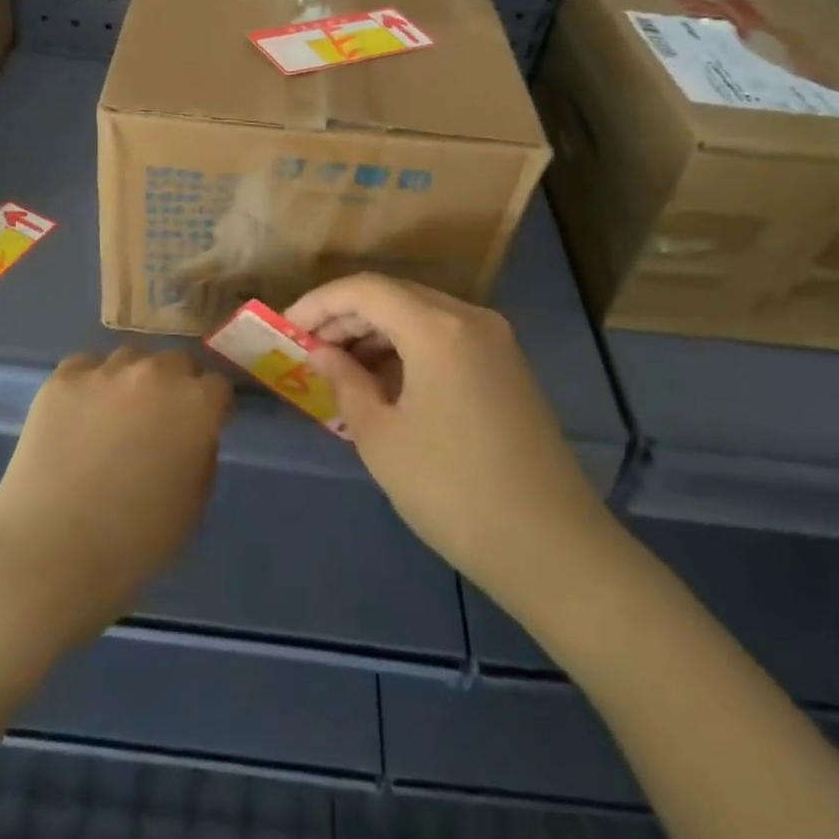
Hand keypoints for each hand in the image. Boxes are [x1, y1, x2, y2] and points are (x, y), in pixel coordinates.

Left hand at [0, 345, 230, 649]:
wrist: (51, 553)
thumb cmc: (134, 543)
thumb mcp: (193, 507)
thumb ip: (201, 456)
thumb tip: (192, 436)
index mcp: (196, 405)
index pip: (217, 387)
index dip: (210, 409)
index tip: (200, 429)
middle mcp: (156, 374)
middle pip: (175, 363)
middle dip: (174, 387)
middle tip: (157, 423)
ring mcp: (105, 372)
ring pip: (130, 360)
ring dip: (132, 382)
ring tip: (113, 417)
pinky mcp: (62, 379)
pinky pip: (85, 367)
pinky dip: (89, 385)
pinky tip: (78, 417)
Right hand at [285, 274, 612, 621]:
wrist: (553, 548)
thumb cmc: (453, 491)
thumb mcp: (382, 437)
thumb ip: (345, 382)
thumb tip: (323, 352)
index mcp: (437, 326)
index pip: (364, 289)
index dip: (318, 303)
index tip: (285, 329)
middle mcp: (470, 318)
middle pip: (393, 296)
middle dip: (344, 317)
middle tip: (307, 350)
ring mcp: (495, 341)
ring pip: (420, 316)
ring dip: (375, 334)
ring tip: (338, 369)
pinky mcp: (506, 367)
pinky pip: (445, 338)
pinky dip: (407, 350)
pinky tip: (383, 383)